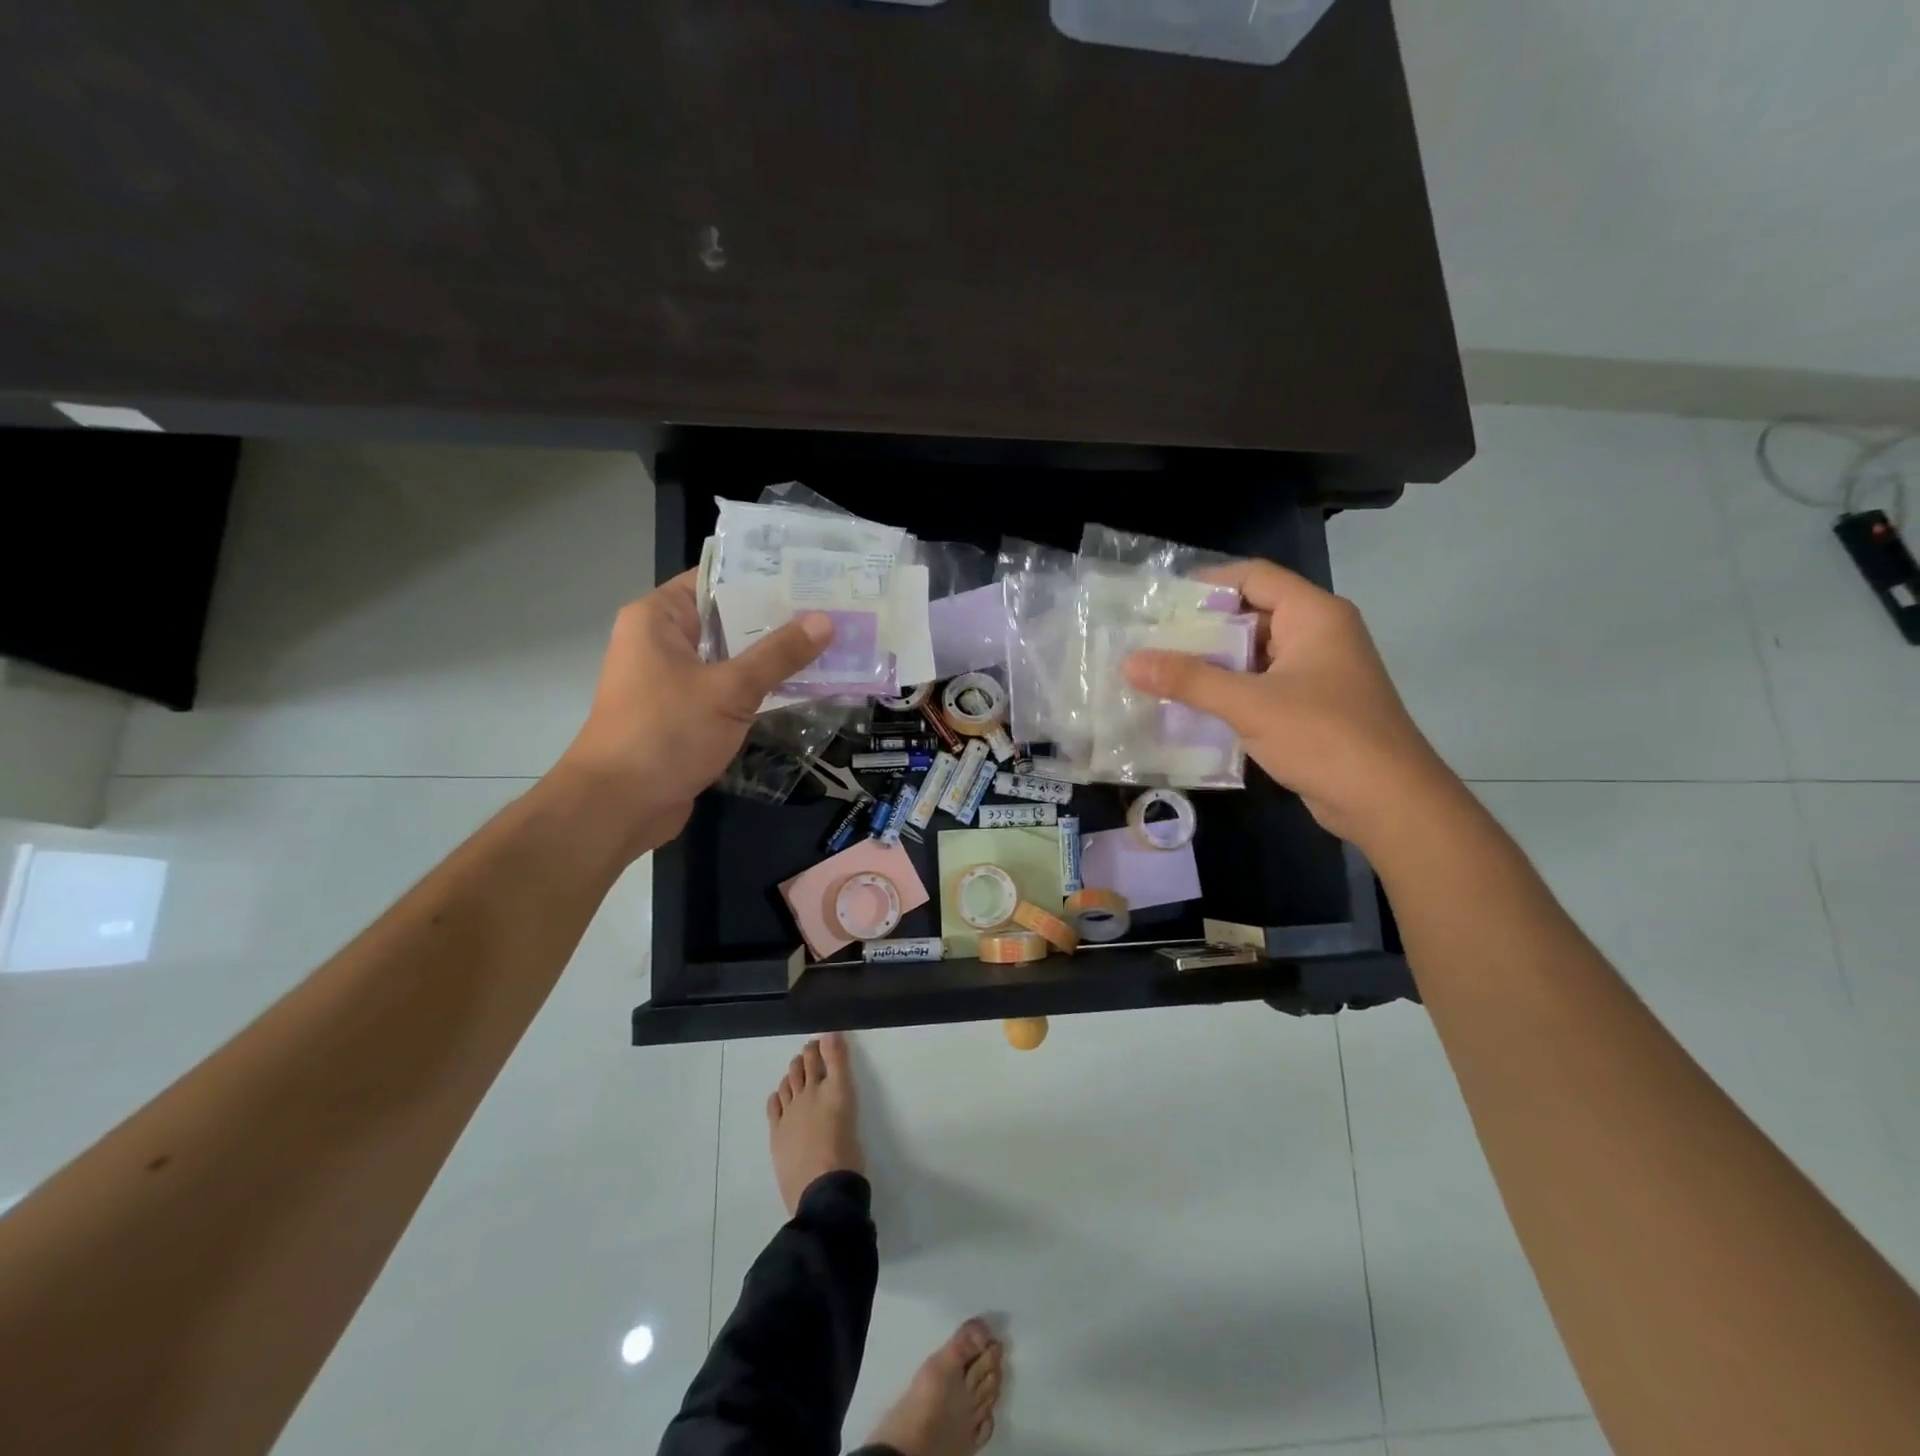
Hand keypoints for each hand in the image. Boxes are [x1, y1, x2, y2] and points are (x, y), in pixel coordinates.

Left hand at [552, 572, 832, 854]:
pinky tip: (806, 683)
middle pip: (729, 618)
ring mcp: (676, 680)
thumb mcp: (728, 689)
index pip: (716, 579)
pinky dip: (762, 687)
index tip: (813, 572)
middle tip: (835, 607)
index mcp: (659, 618)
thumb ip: (778, 654)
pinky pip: (731, 689)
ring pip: (733, 657)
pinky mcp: (688, 713)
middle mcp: (664, 641)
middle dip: (779, 617)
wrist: (619, 806)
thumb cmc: (665, 733)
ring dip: (775, 656)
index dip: (763, 574)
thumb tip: (825, 620)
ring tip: (831, 641)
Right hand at [1123, 559, 1454, 846]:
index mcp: (1314, 615)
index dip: (1208, 583)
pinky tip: (1191, 706)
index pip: (1255, 576)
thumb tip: (1129, 661)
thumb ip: (1189, 680)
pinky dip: (1228, 691)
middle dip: (1202, 628)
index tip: (1161, 601)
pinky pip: (1261, 685)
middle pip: (1252, 614)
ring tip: (1159, 672)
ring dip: (1212, 663)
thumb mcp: (1250, 704)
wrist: (1387, 801)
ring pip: (1254, 654)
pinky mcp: (1311, 706)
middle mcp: (1318, 634)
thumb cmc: (1324, 736)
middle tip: (1150, 639)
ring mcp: (1316, 673)